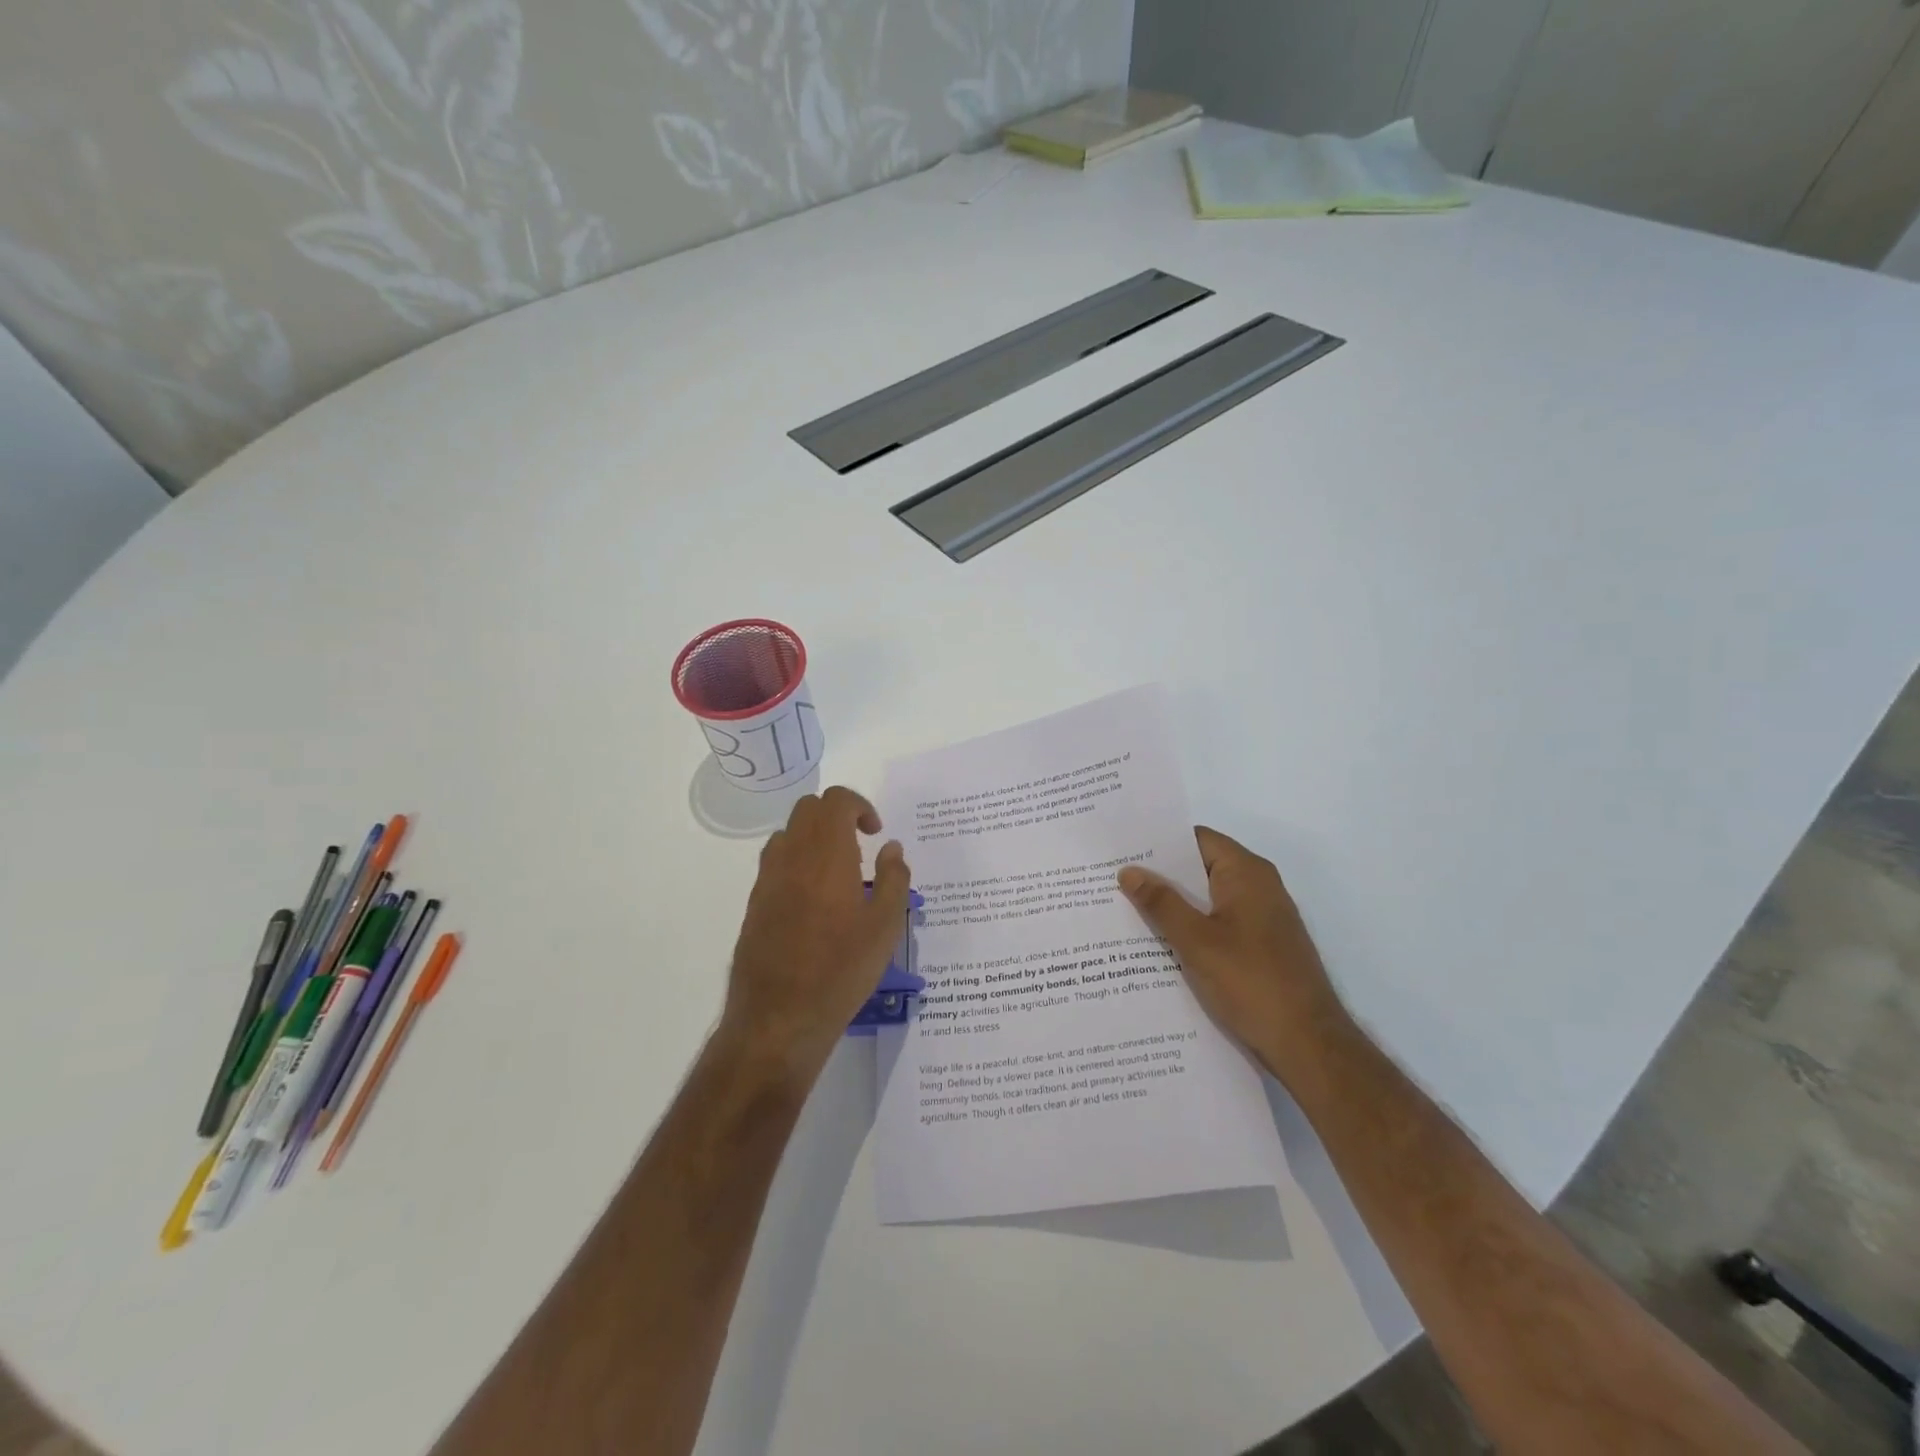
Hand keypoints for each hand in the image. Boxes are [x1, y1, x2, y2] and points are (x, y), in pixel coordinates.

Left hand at [720, 786, 911, 1082]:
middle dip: (837, 815)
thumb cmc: (841, 970)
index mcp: (826, 855)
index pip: (836, 801)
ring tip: (838, 873)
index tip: (875, 833)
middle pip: (808, 809)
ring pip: (788, 834)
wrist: (779, 1018)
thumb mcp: (885, 927)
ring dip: (814, 837)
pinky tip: (815, 902)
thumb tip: (891, 848)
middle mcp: (791, 857)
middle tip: (860, 845)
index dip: (859, 806)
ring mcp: (767, 880)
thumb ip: (893, 879)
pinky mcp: (754, 904)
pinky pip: (775, 863)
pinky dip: (797, 862)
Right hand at [1118, 827, 1347, 1081]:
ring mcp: (1263, 918)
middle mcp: (1259, 887)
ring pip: (1208, 899)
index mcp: (1246, 873)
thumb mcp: (1196, 941)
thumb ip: (1161, 903)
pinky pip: (1219, 924)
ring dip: (1174, 906)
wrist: (1308, 1044)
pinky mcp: (1263, 947)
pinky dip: (1192, 928)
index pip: (1196, 839)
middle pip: (1201, 868)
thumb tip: (1129, 871)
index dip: (1159, 843)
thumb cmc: (1251, 982)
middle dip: (1160, 876)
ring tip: (1127, 911)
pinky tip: (1160, 945)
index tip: (1122, 850)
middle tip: (1114, 881)